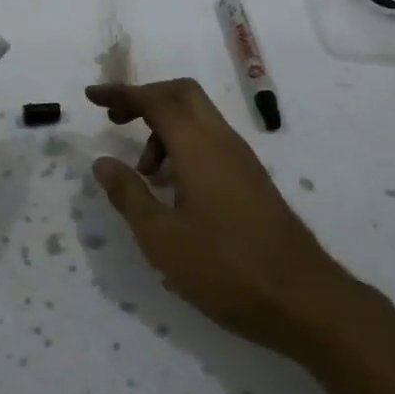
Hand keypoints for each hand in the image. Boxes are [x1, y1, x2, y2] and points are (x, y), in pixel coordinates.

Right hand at [87, 78, 357, 353]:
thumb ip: (129, 195)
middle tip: (115, 122)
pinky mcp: (252, 180)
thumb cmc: (225, 269)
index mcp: (199, 147)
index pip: (156, 100)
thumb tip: (102, 162)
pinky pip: (211, 142)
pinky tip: (173, 190)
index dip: (121, 94)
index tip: (91, 97)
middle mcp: (223, 141)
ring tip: (144, 174)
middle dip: (145, 99)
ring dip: (164, 129)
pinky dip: (183, 147)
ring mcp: (243, 160)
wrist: (303, 299)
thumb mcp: (162, 238)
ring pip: (198, 119)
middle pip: (182, 95)